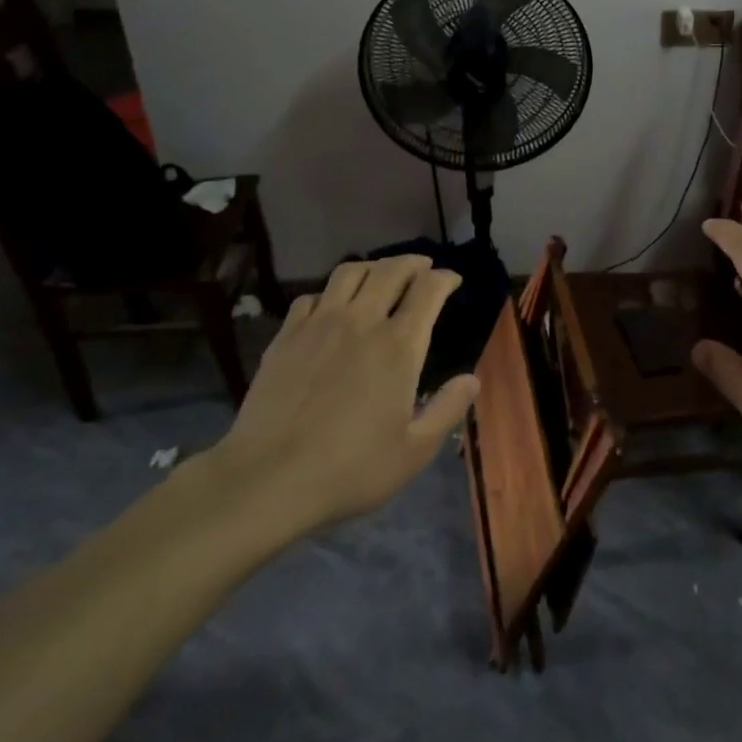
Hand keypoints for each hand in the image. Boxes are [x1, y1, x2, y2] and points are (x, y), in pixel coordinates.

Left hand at [201, 255, 477, 539]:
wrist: (269, 478)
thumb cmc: (351, 469)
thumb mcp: (414, 450)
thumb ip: (447, 409)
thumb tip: (472, 378)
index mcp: (398, 346)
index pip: (428, 290)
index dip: (445, 278)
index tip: (453, 280)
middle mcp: (361, 322)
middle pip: (391, 270)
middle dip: (413, 262)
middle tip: (423, 267)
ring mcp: (319, 325)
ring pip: (350, 273)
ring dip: (373, 267)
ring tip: (381, 274)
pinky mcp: (286, 336)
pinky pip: (313, 296)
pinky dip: (331, 292)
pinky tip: (333, 306)